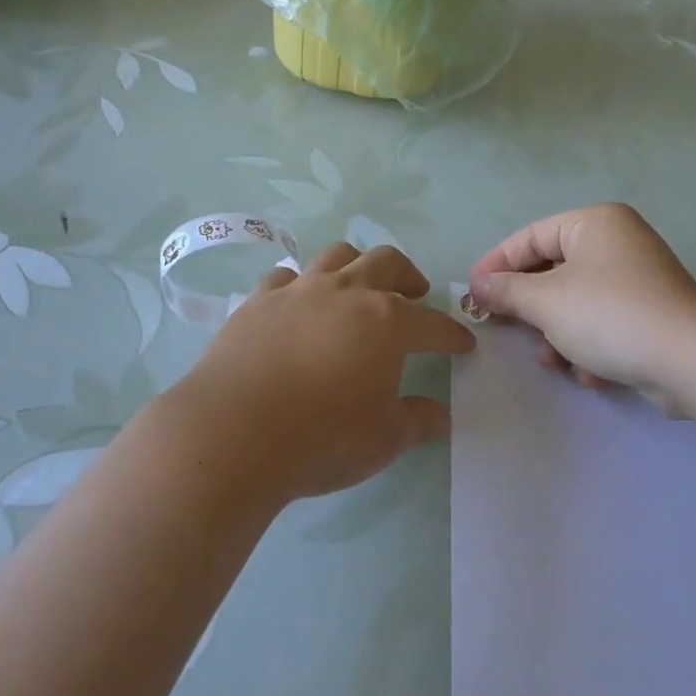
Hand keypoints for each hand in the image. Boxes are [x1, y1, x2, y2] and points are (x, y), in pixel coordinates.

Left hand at [164, 242, 475, 502]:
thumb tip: (440, 413)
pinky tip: (299, 304)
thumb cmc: (320, 438)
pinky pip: (287, 277)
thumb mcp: (384, 439)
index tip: (463, 343)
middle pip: (387, 263)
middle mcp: (345, 292)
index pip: (432, 322)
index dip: (451, 333)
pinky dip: (301, 285)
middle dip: (408, 276)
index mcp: (386, 321)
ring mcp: (298, 290)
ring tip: (359, 288)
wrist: (232, 433)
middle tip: (415, 294)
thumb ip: (418, 421)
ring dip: (356, 266)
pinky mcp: (258, 300)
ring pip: (337, 256)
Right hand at [470, 204, 695, 412]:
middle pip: (553, 270)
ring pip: (575, 300)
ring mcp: (638, 277)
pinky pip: (603, 320)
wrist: (692, 362)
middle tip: (502, 327)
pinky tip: (588, 371)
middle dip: (530, 307)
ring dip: (557, 333)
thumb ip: (507, 291)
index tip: (472, 292)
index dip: (497, 264)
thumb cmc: (609, 315)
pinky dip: (588, 344)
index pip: (530, 236)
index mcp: (594, 223)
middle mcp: (617, 241)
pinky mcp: (651, 313)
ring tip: (552, 360)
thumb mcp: (546, 301)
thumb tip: (478, 285)